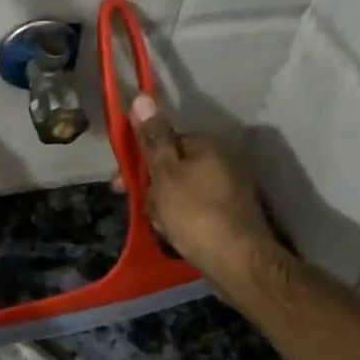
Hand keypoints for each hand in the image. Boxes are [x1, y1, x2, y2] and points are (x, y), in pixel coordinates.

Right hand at [120, 95, 282, 296]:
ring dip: (164, 208)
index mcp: (206, 145)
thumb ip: (153, 138)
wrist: (237, 261)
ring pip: (179, 192)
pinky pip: (193, 210)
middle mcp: (220, 162)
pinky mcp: (228, 215)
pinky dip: (180, 220)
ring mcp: (227, 190)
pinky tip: (174, 235)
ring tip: (162, 226)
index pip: (164, 141)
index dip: (140, 160)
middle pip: (171, 168)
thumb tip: (141, 97)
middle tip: (144, 209)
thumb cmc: (195, 214)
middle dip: (152, 188)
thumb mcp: (166, 174)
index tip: (122, 182)